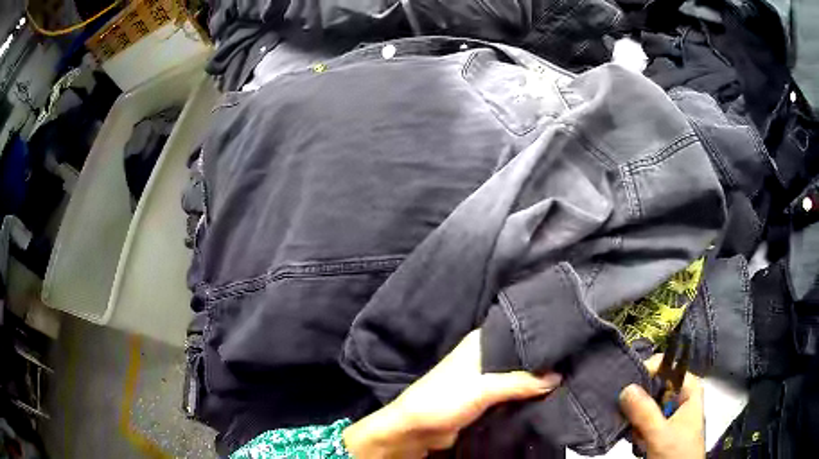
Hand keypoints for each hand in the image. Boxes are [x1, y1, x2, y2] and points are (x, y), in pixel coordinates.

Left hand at [343, 330, 561, 457]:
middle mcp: (485, 355)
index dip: (540, 332)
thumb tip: (558, 376)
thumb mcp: (483, 389)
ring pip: (518, 374)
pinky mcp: (486, 398)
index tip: (568, 334)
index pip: (517, 329)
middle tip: (574, 358)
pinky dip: (527, 393)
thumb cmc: (444, 400)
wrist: (417, 430)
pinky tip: (549, 394)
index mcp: (480, 342)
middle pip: (520, 354)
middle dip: (543, 359)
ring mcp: (486, 378)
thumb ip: (521, 382)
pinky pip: (513, 392)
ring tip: (569, 374)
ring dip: (536, 378)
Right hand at [619, 355, 704, 458]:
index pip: (666, 366)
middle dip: (639, 405)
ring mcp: (670, 414)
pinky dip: (637, 431)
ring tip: (638, 438)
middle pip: (654, 387)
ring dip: (637, 422)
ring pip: (646, 407)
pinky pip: (643, 422)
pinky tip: (639, 443)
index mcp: (688, 389)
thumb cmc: (677, 454)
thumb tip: (625, 388)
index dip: (646, 373)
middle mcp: (679, 397)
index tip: (626, 388)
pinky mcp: (661, 428)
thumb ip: (645, 412)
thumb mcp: (660, 435)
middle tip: (632, 421)